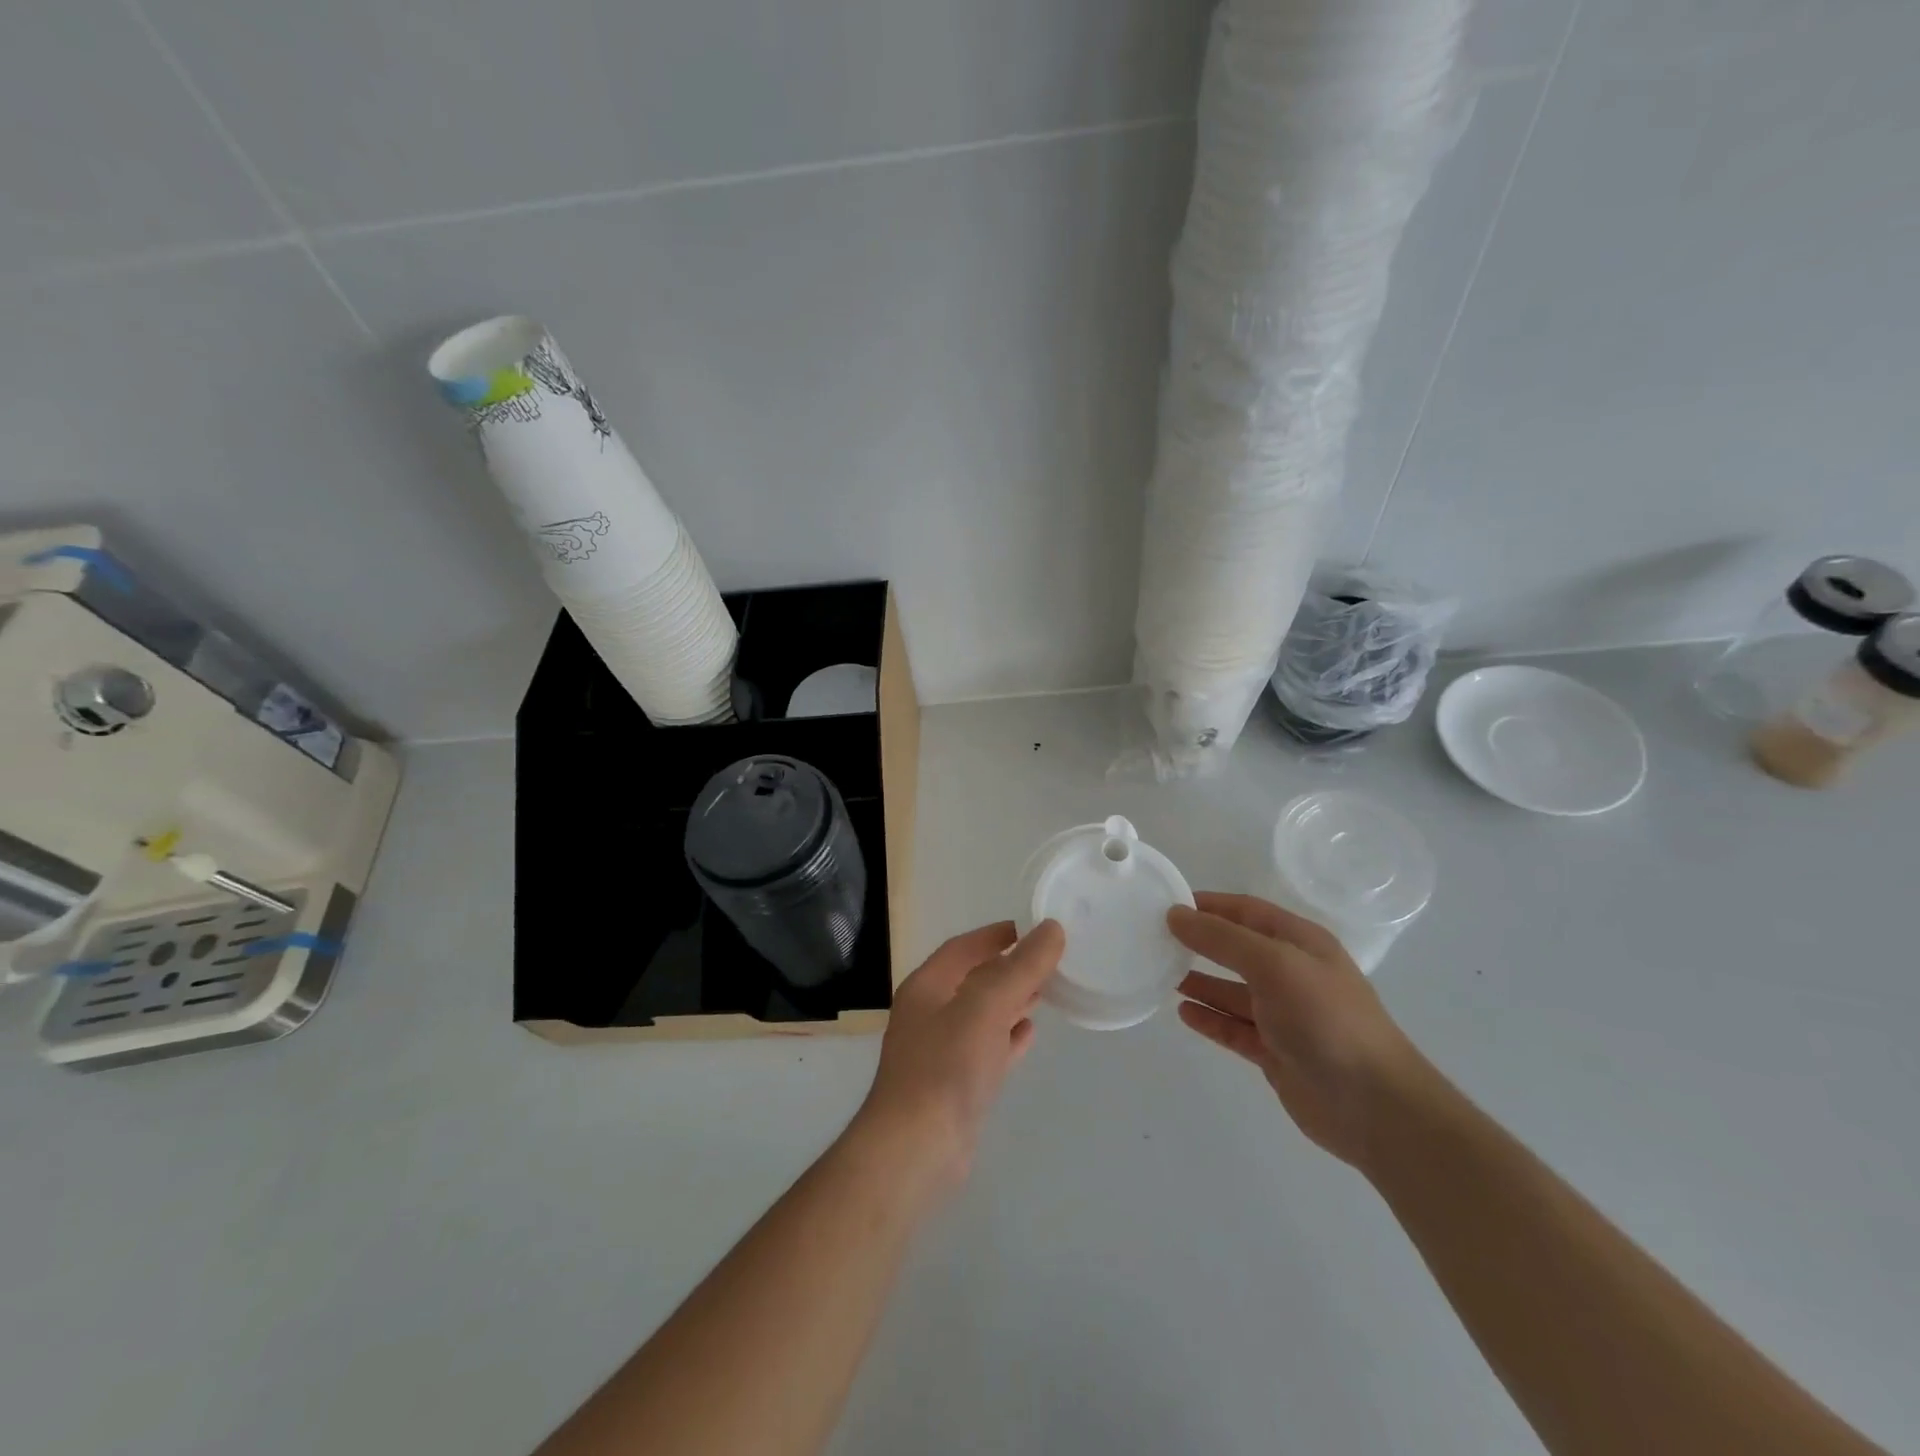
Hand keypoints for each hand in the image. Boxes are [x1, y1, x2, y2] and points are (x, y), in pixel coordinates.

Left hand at [851, 920, 1064, 1194]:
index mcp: (927, 987)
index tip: (1033, 928)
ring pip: (982, 1014)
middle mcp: (930, 1014)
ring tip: (1046, 990)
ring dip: (1011, 1000)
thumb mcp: (986, 1006)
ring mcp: (941, 1052)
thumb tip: (1052, 929)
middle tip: (1049, 959)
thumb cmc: (946, 1066)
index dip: (996, 935)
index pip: (963, 947)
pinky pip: (987, 1048)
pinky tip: (1030, 1033)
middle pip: (974, 979)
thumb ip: (1020, 967)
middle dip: (1009, 967)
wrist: (917, 1149)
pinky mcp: (956, 1085)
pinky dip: (1008, 1036)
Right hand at [1169, 893, 1426, 1168]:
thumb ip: (1222, 938)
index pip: (1246, 911)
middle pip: (1237, 949)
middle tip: (1156, 939)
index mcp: (1300, 943)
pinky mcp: (1276, 1051)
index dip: (1209, 904)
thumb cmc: (1325, 1019)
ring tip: (1160, 974)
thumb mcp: (1273, 964)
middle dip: (1200, 941)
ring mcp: (1285, 1015)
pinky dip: (1210, 1019)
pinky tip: (1183, 1013)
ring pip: (1232, 990)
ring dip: (1200, 981)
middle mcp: (1292, 973)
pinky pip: (1234, 1028)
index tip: (1167, 904)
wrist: (1373, 1106)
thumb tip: (1175, 914)